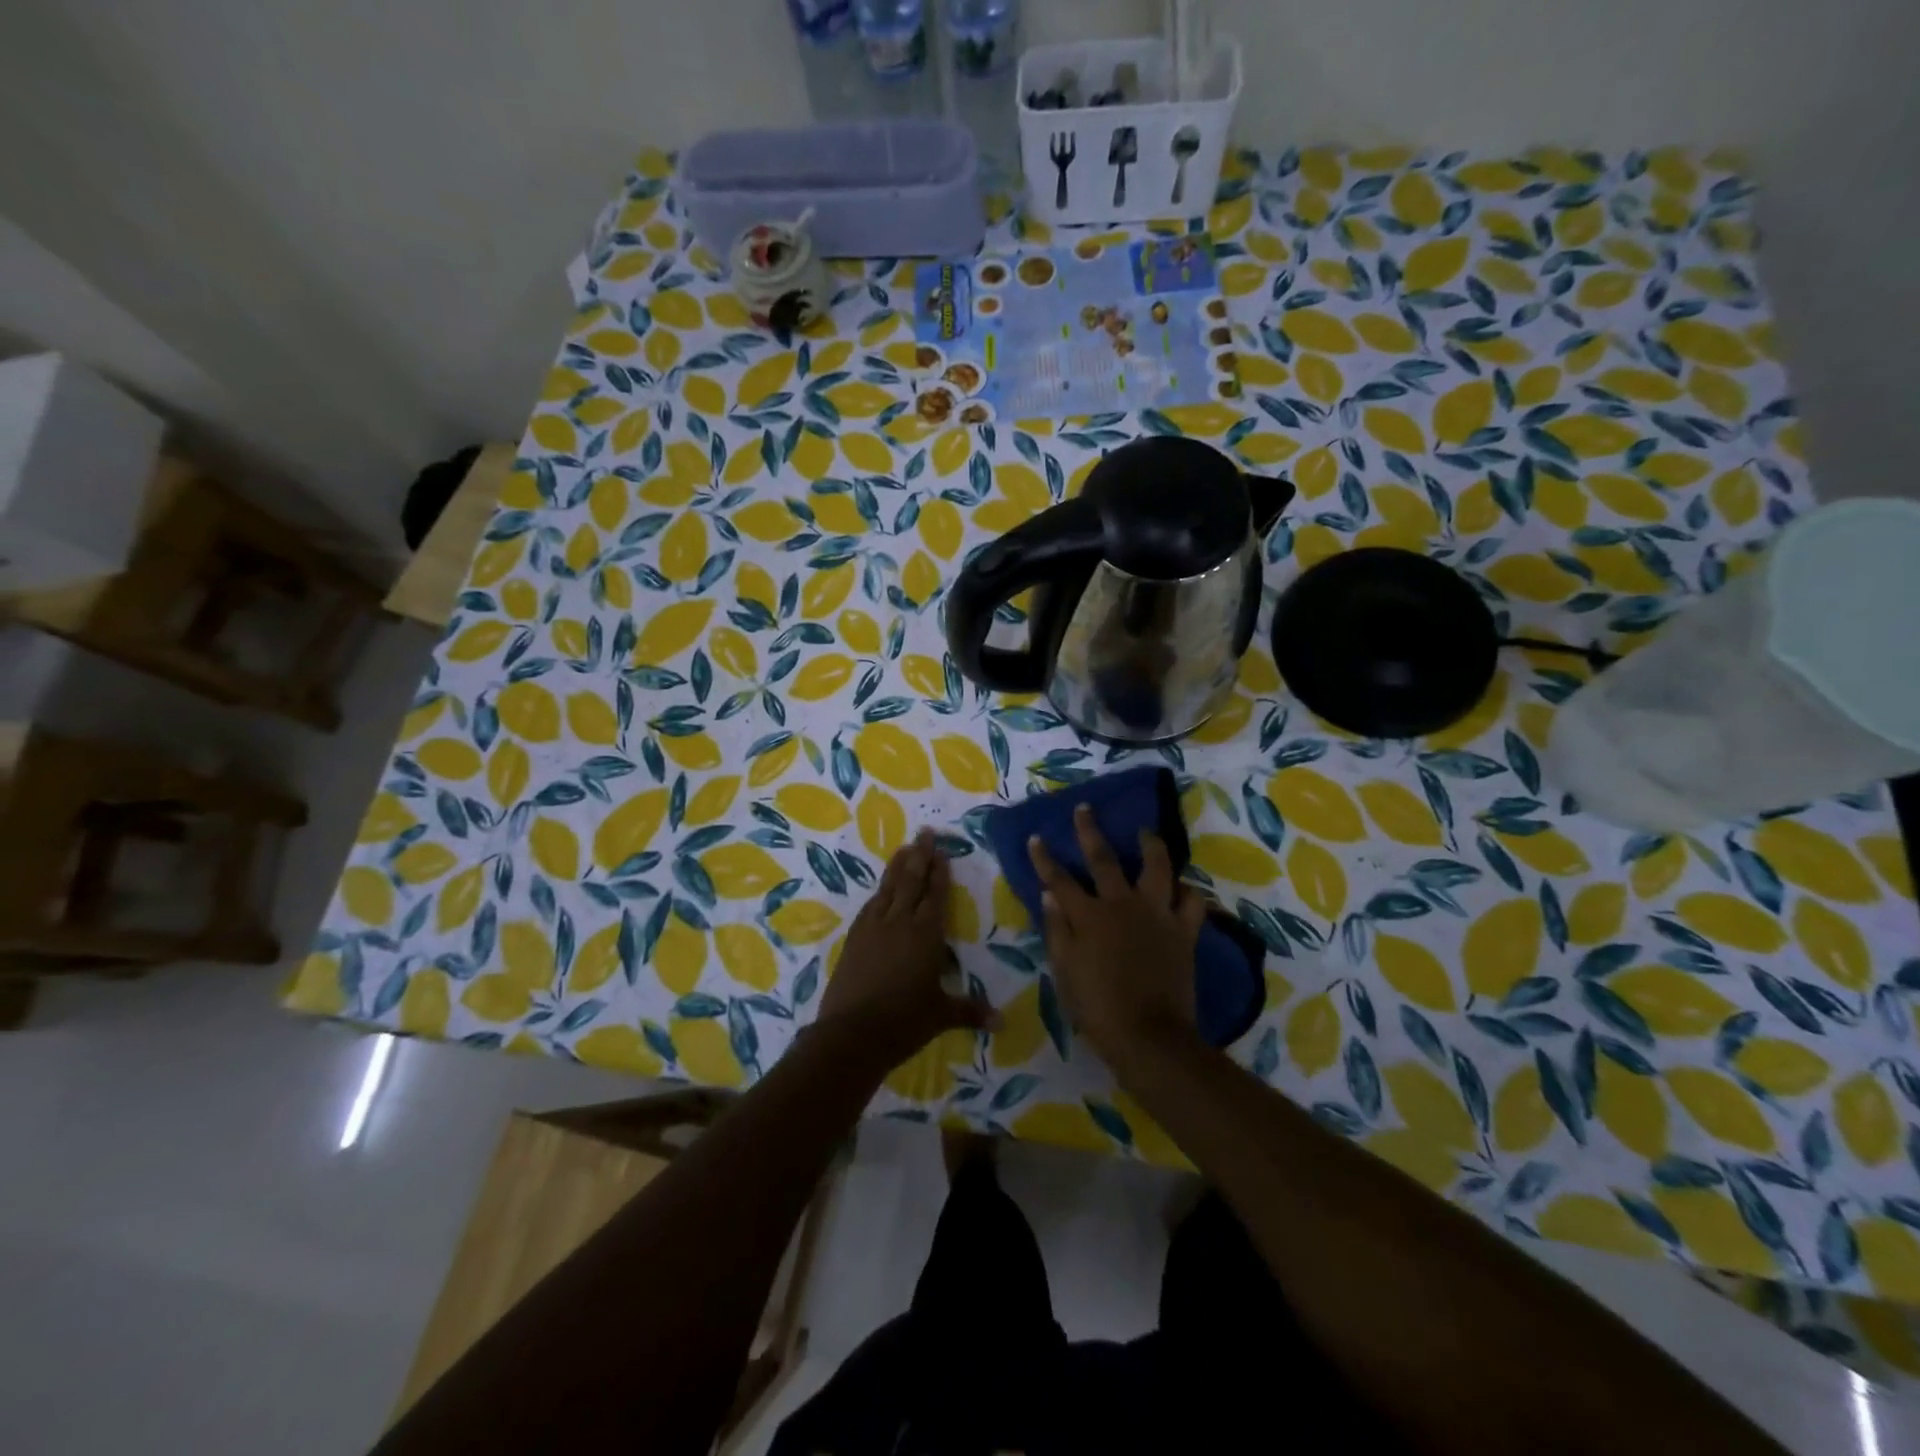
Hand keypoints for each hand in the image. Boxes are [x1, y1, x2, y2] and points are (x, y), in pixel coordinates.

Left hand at [817, 830, 995, 1070]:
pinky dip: (880, 892)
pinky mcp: (854, 937)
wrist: (851, 1033)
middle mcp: (900, 922)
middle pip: (911, 881)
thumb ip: (971, 1011)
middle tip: (925, 832)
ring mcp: (873, 927)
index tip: (942, 850)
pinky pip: (871, 905)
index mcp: (926, 934)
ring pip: (888, 887)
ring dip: (898, 866)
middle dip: (920, 856)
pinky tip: (881, 889)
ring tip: (904, 848)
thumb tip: (1002, 1022)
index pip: (936, 894)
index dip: (940, 872)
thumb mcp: (941, 1015)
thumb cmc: (904, 1021)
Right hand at [1028, 804, 1206, 1072]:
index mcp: (1089, 916)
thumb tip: (1049, 895)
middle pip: (1104, 859)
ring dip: (1150, 846)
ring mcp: (1157, 915)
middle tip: (1086, 809)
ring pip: (1157, 868)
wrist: (1149, 1036)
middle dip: (1090, 831)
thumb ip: (1057, 930)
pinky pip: (1192, 903)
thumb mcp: (1065, 972)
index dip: (1045, 858)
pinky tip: (1184, 887)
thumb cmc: (1098, 1008)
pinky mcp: (1184, 931)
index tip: (1037, 837)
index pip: (1060, 880)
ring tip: (1146, 832)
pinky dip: (1188, 892)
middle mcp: (1122, 905)